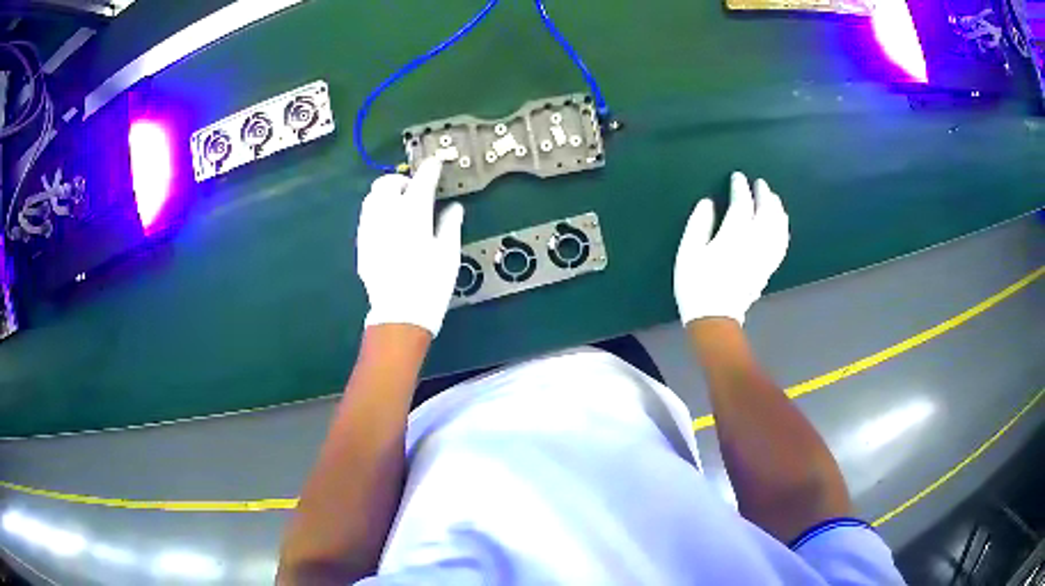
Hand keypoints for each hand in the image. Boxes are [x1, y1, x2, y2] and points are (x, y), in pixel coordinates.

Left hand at [357, 158, 463, 337]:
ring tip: (400, 205)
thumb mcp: (448, 254)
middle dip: (401, 179)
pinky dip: (377, 211)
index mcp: (412, 214)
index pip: (421, 181)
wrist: (399, 314)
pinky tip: (388, 225)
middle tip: (415, 189)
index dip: (430, 169)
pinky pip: (366, 216)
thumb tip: (454, 207)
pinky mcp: (362, 243)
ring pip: (372, 197)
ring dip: (386, 194)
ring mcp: (370, 228)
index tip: (436, 163)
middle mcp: (387, 215)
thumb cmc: (430, 284)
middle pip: (387, 183)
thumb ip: (450, 225)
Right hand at [674, 172, 788, 325]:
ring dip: (777, 210)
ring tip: (774, 198)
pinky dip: (783, 230)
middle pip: (765, 213)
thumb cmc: (696, 285)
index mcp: (733, 237)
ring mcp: (763, 257)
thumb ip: (698, 224)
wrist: (714, 319)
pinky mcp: (768, 268)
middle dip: (764, 195)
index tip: (738, 176)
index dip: (740, 188)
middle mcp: (753, 243)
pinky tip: (781, 224)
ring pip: (777, 228)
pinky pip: (781, 245)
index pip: (742, 205)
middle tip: (760, 183)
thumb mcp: (688, 253)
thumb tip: (707, 202)